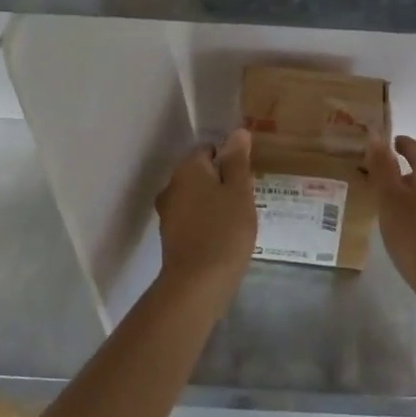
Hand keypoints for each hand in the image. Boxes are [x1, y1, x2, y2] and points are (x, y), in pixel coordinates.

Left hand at [154, 128, 257, 296]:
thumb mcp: (239, 191)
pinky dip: (207, 221)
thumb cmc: (224, 230)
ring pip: (196, 196)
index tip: (247, 177)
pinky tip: (223, 236)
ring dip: (214, 203)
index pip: (209, 149)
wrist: (197, 283)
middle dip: (222, 182)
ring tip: (238, 219)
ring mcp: (168, 212)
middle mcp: (172, 185)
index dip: (231, 160)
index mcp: (187, 168)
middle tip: (246, 199)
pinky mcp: (171, 236)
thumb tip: (237, 132)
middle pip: (201, 173)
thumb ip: (237, 161)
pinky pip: (192, 218)